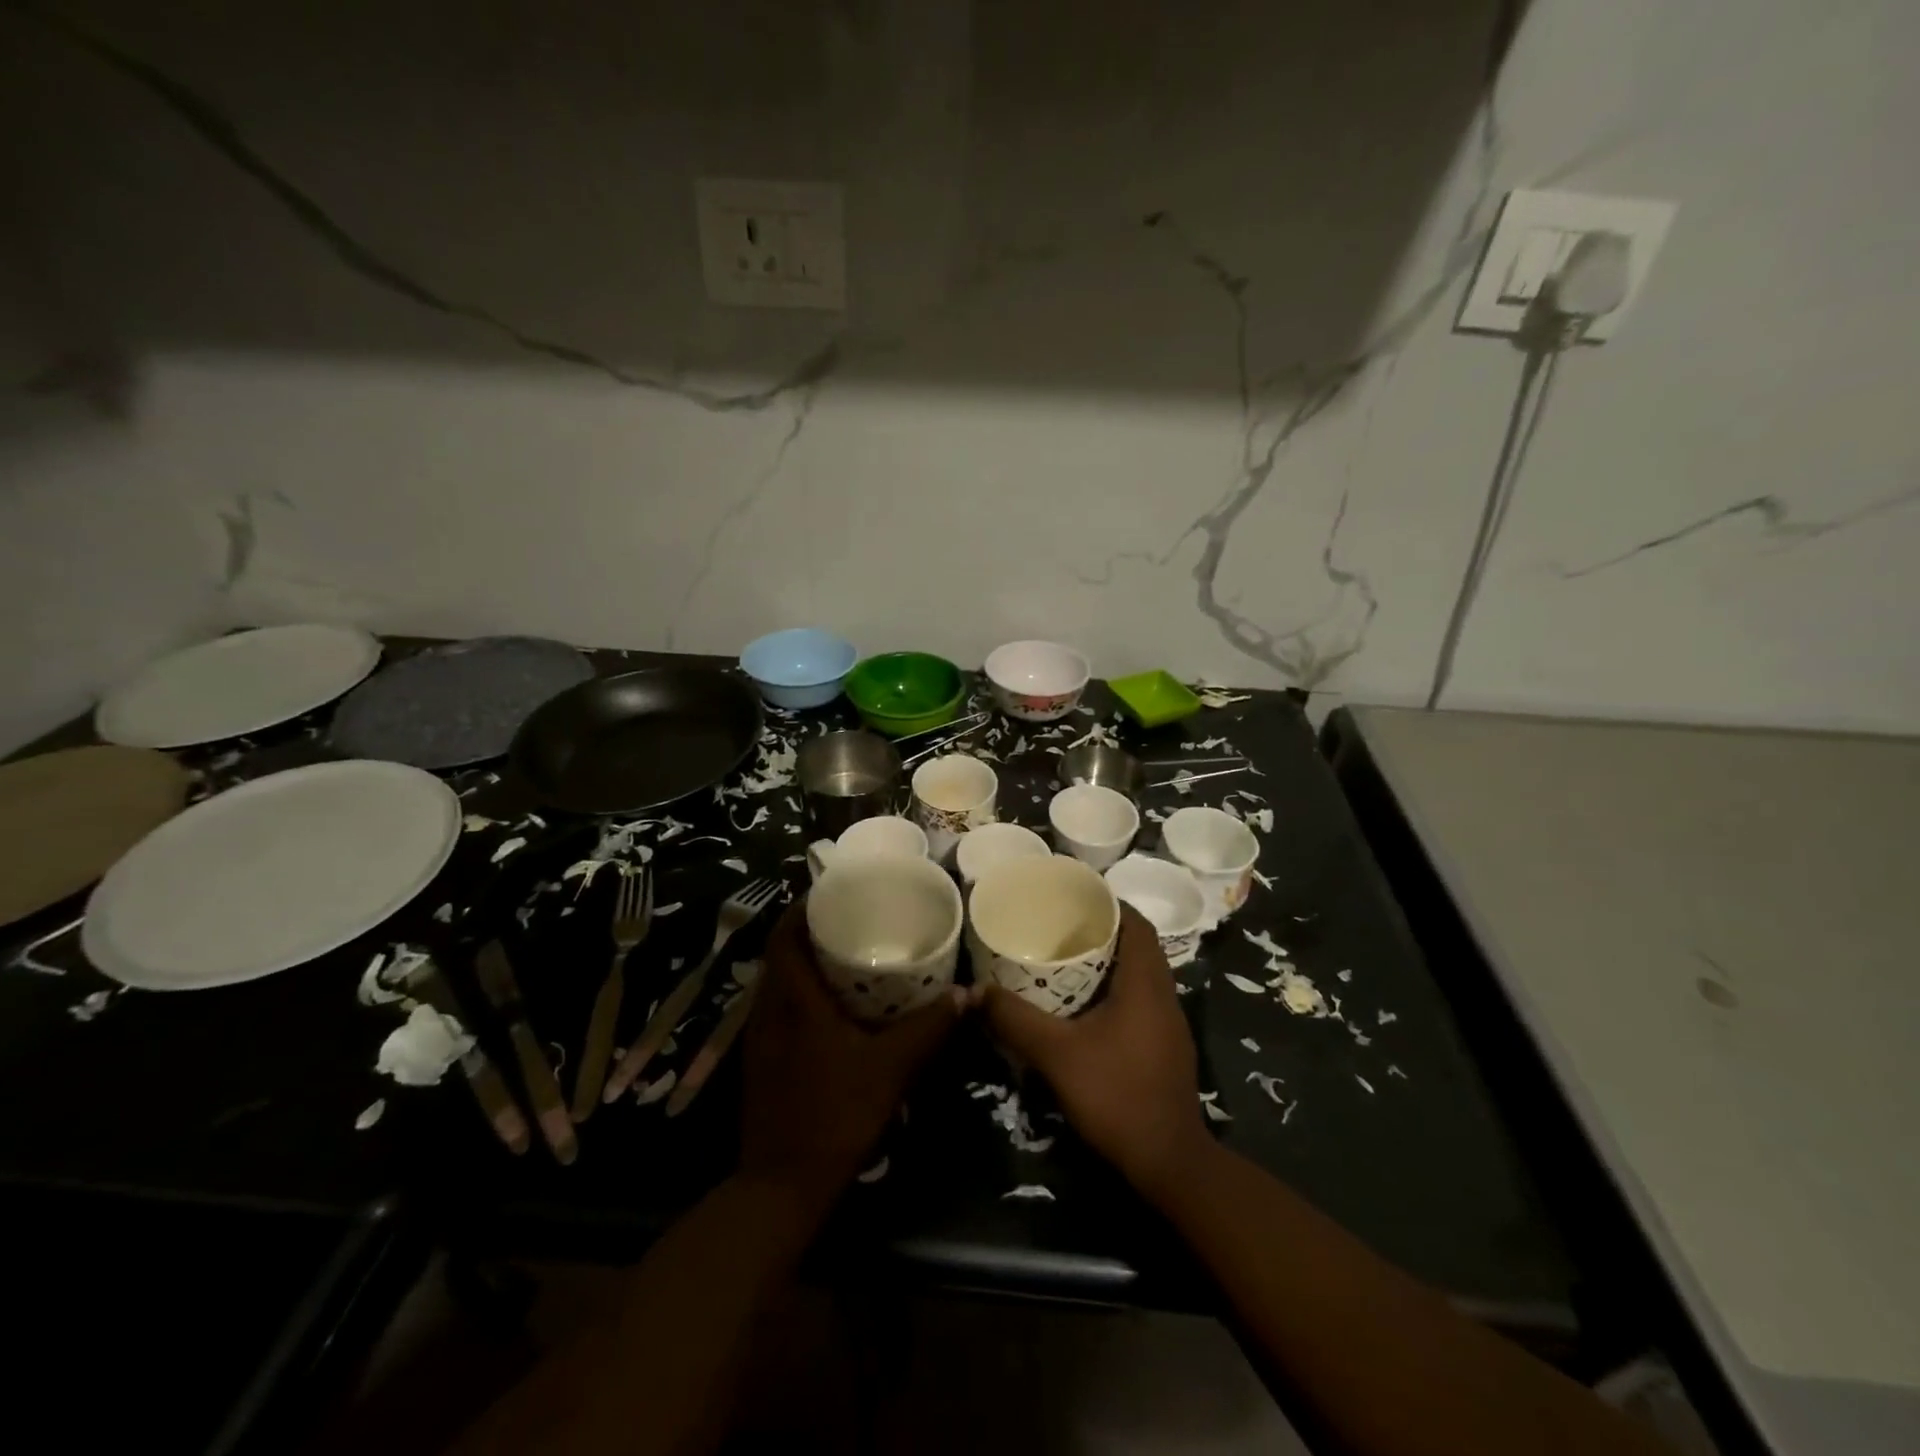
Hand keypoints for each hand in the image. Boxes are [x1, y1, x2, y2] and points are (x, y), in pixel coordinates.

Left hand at [740, 899, 960, 1206]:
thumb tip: (968, 993)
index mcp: (793, 1000)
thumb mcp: (891, 1067)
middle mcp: (768, 1010)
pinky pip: (777, 1007)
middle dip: (808, 930)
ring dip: (802, 962)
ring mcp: (759, 1037)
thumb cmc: (835, 1114)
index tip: (833, 891)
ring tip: (843, 953)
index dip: (802, 907)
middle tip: (849, 917)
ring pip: (777, 982)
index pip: (784, 935)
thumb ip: (929, 1027)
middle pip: (779, 953)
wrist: (781, 1186)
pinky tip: (830, 1007)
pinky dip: (799, 993)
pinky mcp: (760, 1060)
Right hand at [976, 904, 1208, 1199]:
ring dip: (1111, 963)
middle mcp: (1164, 996)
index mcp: (1145, 984)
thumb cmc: (1116, 1095)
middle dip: (1104, 932)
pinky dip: (1117, 991)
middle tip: (1062, 926)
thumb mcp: (1056, 1054)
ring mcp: (1170, 1025)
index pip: (1138, 924)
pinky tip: (1086, 1007)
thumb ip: (1015, 1019)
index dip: (1111, 904)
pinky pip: (1142, 1001)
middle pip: (1139, 947)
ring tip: (1069, 960)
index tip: (1076, 898)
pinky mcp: (1166, 1048)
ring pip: (1142, 976)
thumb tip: (974, 992)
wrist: (1168, 1162)